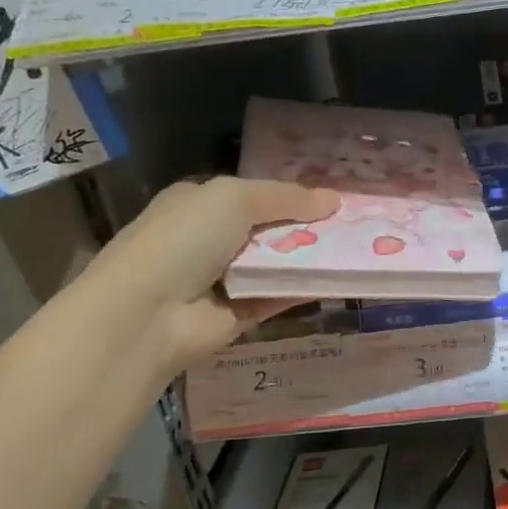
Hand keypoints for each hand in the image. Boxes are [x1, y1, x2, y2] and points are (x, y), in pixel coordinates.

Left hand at [82, 176, 339, 372]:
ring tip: (359, 247)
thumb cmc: (184, 239)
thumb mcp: (234, 198)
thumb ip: (286, 197)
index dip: (290, 194)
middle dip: (307, 224)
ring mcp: (224, 278)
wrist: (148, 314)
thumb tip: (334, 199)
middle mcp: (210, 239)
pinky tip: (341, 277)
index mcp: (199, 203)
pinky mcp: (240, 313)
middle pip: (270, 228)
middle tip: (355, 222)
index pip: (252, 194)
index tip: (332, 197)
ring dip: (312, 256)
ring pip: (279, 262)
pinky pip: (280, 295)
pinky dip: (306, 287)